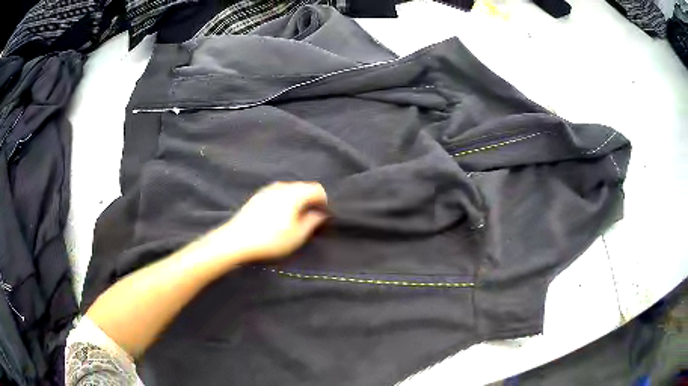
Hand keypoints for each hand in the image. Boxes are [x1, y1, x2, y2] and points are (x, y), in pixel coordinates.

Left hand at [210, 182, 327, 261]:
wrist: (236, 239)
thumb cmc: (271, 239)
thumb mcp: (297, 235)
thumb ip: (313, 222)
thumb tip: (321, 214)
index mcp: (294, 193)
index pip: (317, 189)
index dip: (324, 201)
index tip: (323, 215)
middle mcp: (282, 186)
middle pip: (303, 187)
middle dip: (310, 200)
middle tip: (311, 218)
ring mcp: (267, 190)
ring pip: (289, 190)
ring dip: (297, 200)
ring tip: (295, 218)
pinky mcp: (257, 196)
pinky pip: (277, 194)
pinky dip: (284, 201)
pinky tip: (278, 216)